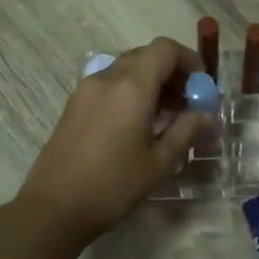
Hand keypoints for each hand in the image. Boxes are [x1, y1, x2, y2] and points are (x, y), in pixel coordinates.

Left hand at [16, 38, 206, 243]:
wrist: (53, 209)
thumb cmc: (112, 186)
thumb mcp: (159, 163)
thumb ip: (186, 131)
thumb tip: (205, 112)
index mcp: (131, 87)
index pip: (165, 49)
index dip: (189, 61)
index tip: (202, 87)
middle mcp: (107, 78)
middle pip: (146, 55)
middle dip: (172, 72)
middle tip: (188, 103)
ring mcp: (86, 90)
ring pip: (127, 69)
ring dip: (151, 82)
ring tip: (166, 117)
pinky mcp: (74, 105)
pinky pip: (110, 84)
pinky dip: (131, 92)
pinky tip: (138, 125)